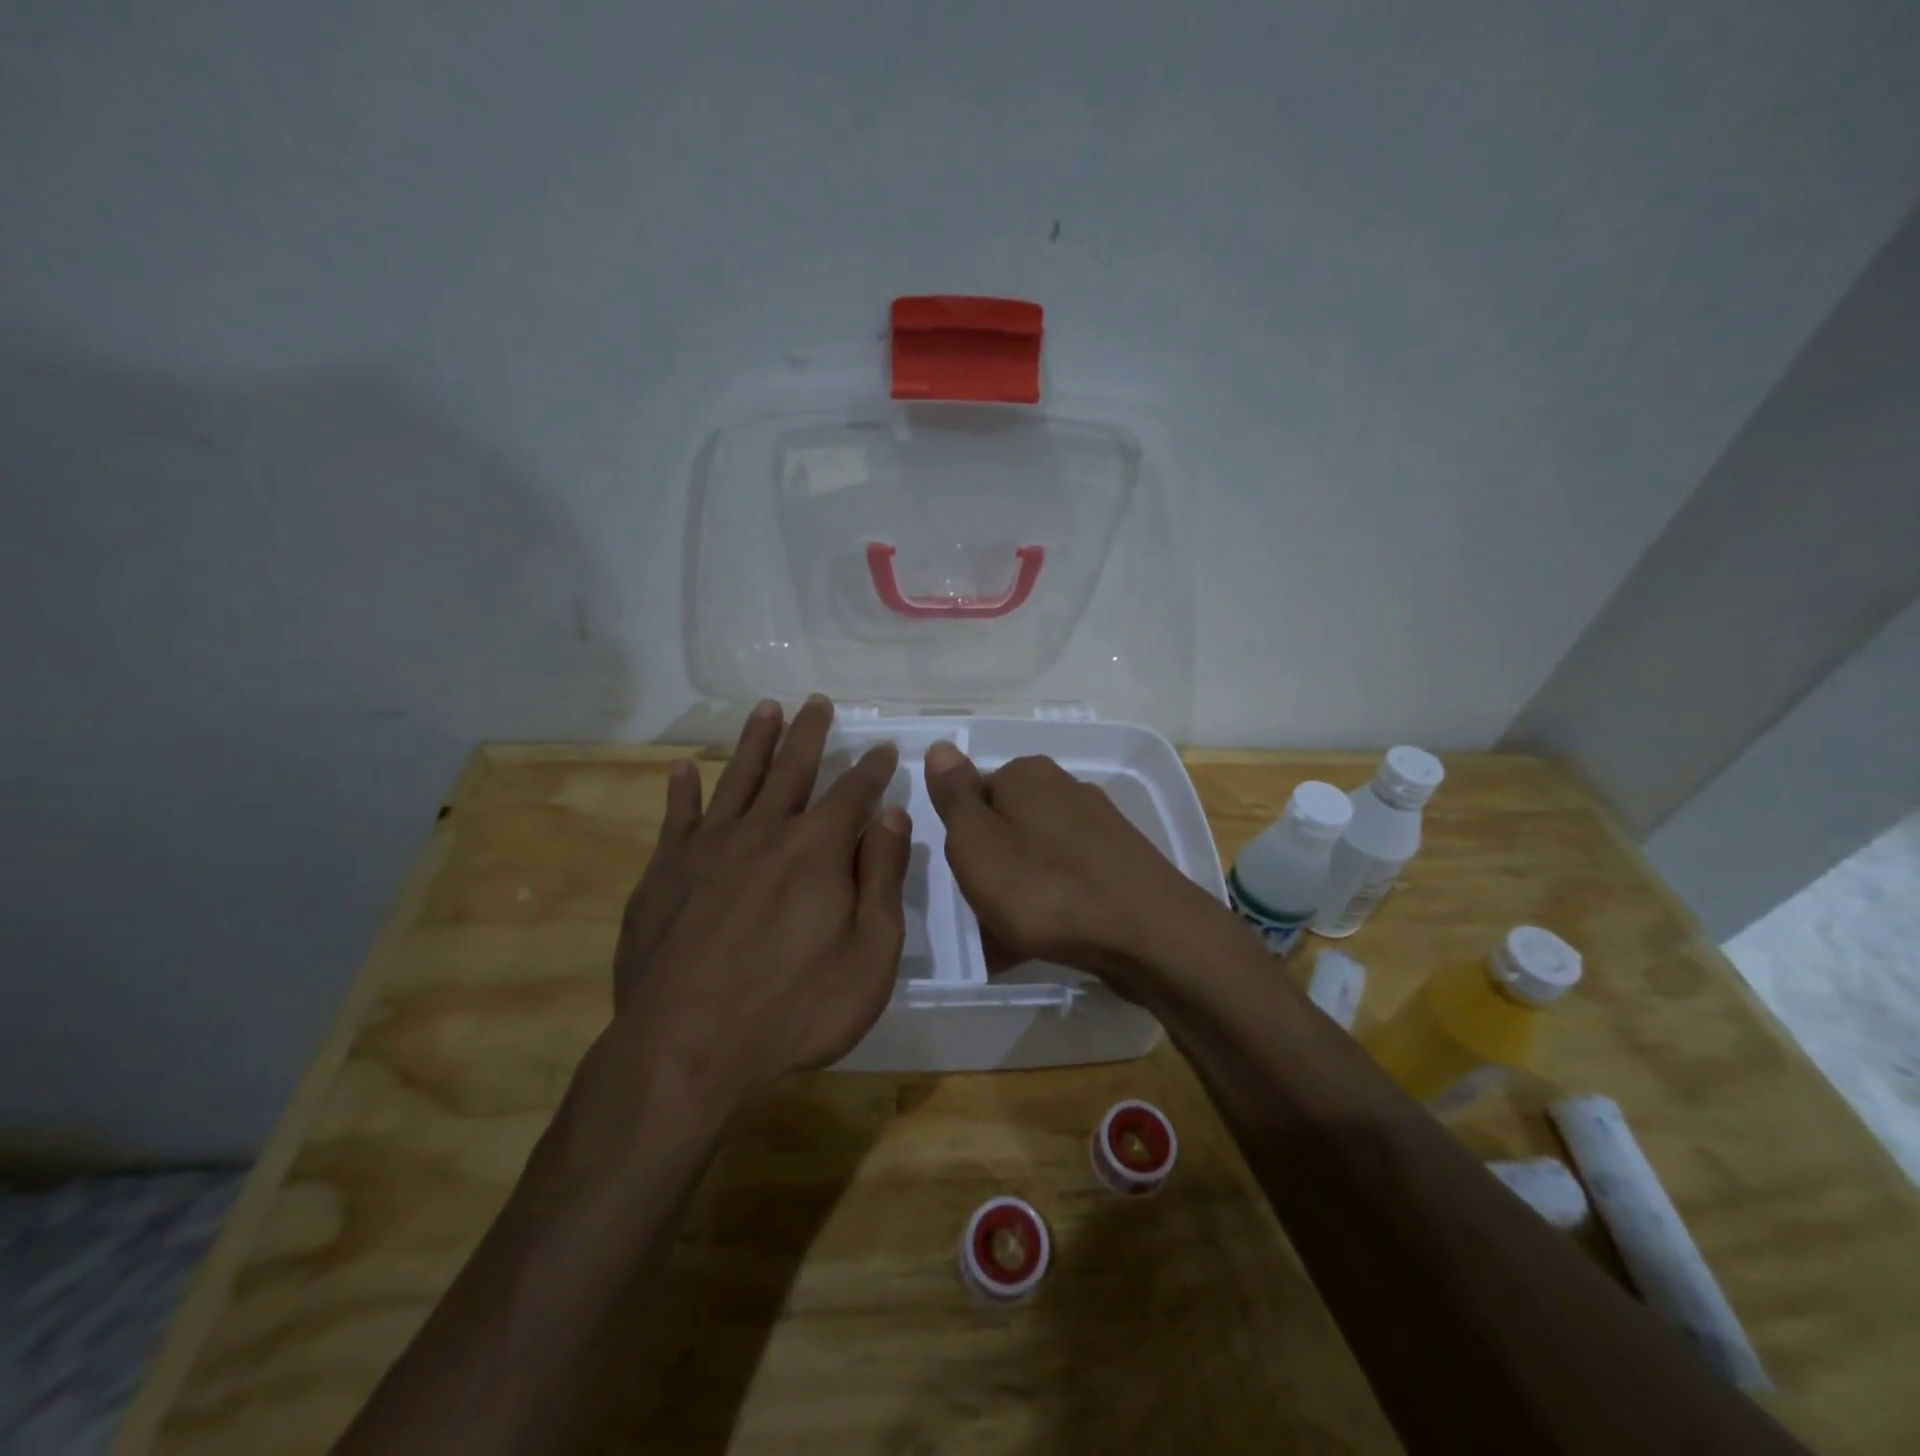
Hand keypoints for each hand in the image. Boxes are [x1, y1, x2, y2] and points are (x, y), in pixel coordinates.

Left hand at [609, 695, 909, 1104]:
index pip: (853, 793)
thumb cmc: (794, 1008)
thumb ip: (883, 879)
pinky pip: (676, 818)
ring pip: (737, 778)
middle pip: (792, 769)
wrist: (686, 1048)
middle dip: (810, 733)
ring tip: (766, 708)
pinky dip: (681, 791)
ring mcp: (708, 849)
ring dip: (755, 742)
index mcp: (817, 849)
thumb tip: (893, 817)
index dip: (872, 768)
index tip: (883, 746)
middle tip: (818, 702)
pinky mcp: (664, 873)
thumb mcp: (869, 955)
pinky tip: (682, 770)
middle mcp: (764, 832)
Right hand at [923, 741, 1229, 996]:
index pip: (974, 795)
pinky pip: (1065, 881)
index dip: (962, 839)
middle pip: (1006, 828)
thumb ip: (954, 796)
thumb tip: (941, 746)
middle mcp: (1065, 788)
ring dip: (1015, 895)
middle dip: (990, 869)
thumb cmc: (1044, 888)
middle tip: (982, 914)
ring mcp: (1098, 826)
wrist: (1149, 935)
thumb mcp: (977, 842)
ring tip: (1007, 943)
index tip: (963, 877)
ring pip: (1034, 858)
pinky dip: (1049, 907)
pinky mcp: (1120, 862)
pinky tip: (1042, 944)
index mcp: (1027, 775)